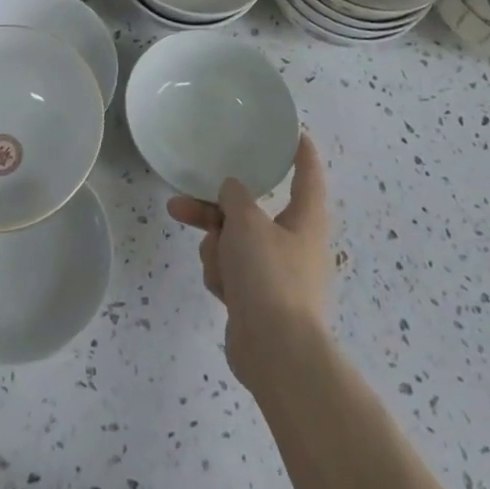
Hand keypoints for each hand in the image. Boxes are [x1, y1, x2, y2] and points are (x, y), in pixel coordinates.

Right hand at [167, 133, 329, 385]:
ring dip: (216, 249)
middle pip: (250, 212)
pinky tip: (222, 291)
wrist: (277, 355)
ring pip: (234, 243)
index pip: (308, 176)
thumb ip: (235, 197)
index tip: (297, 134)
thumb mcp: (247, 223)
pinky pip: (232, 273)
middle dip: (214, 211)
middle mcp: (295, 243)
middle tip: (182, 202)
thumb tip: (234, 193)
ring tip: (213, 264)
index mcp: (306, 220)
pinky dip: (222, 277)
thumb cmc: (270, 277)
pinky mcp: (259, 301)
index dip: (302, 153)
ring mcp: (277, 275)